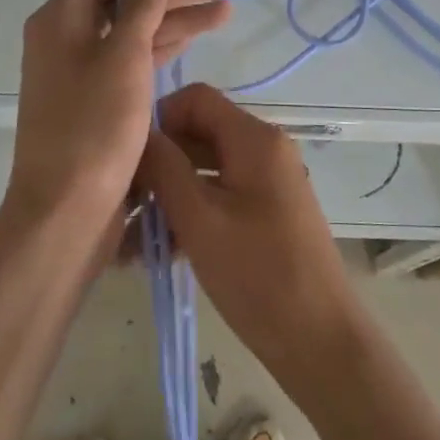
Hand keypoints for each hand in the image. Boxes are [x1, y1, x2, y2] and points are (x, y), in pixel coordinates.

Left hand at [7, 0, 245, 240]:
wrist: (66, 213)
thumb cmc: (92, 129)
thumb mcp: (121, 59)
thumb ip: (139, 8)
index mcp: (62, 19)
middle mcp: (70, 38)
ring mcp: (87, 71)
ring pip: (139, 30)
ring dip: (182, 17)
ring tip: (229, 5)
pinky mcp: (103, 100)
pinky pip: (138, 59)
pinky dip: (168, 47)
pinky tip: (200, 35)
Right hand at [139, 84, 364, 385]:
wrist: (319, 340)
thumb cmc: (258, 274)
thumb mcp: (200, 219)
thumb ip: (165, 169)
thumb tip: (139, 135)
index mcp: (255, 139)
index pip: (197, 98)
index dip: (159, 117)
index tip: (128, 155)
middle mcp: (264, 149)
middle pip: (199, 134)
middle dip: (158, 164)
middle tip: (120, 203)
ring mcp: (267, 182)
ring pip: (205, 170)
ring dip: (167, 196)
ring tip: (127, 240)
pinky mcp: (265, 213)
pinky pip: (219, 197)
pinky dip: (189, 215)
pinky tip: (154, 253)